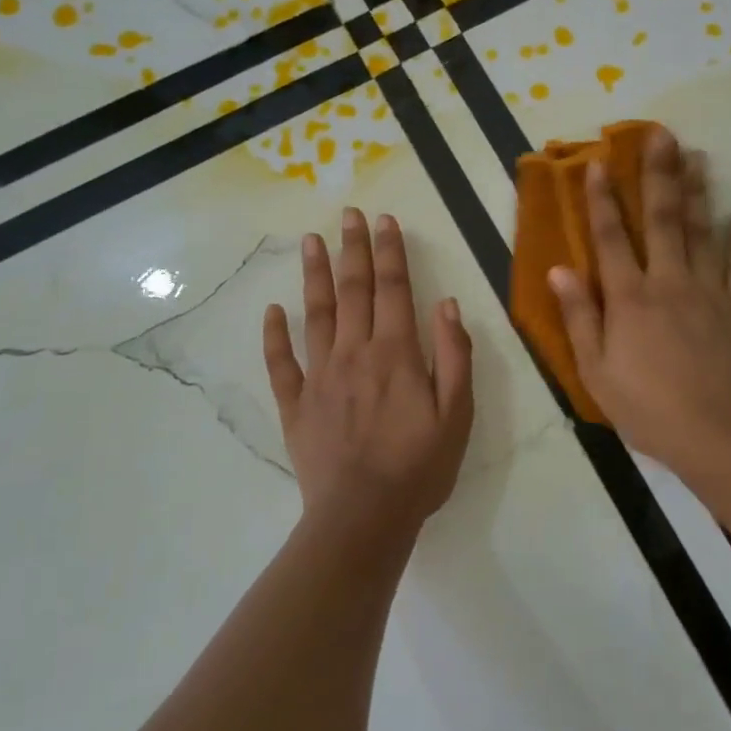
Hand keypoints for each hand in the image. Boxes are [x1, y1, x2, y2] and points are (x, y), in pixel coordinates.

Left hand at [263, 209, 474, 540]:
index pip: (394, 289)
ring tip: (311, 241)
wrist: (363, 517)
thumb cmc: (419, 466)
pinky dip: (275, 335)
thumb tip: (447, 304)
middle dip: (354, 249)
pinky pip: (281, 363)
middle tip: (349, 213)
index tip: (385, 220)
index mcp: (396, 353)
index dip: (390, 251)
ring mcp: (319, 376)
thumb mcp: (457, 414)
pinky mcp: (296, 404)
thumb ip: (453, 356)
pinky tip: (272, 310)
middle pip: (353, 290)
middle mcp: (354, 353)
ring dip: (314, 275)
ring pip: (315, 314)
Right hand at [548, 128, 730, 472]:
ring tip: (699, 157)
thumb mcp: (596, 370)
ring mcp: (709, 292)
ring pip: (703, 233)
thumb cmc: (647, 407)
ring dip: (699, 193)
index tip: (600, 163)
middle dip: (660, 175)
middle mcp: (670, 283)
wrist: (717, 434)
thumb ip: (580, 316)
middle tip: (663, 135)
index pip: (611, 238)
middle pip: (664, 220)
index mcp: (630, 298)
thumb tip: (559, 269)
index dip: (602, 200)